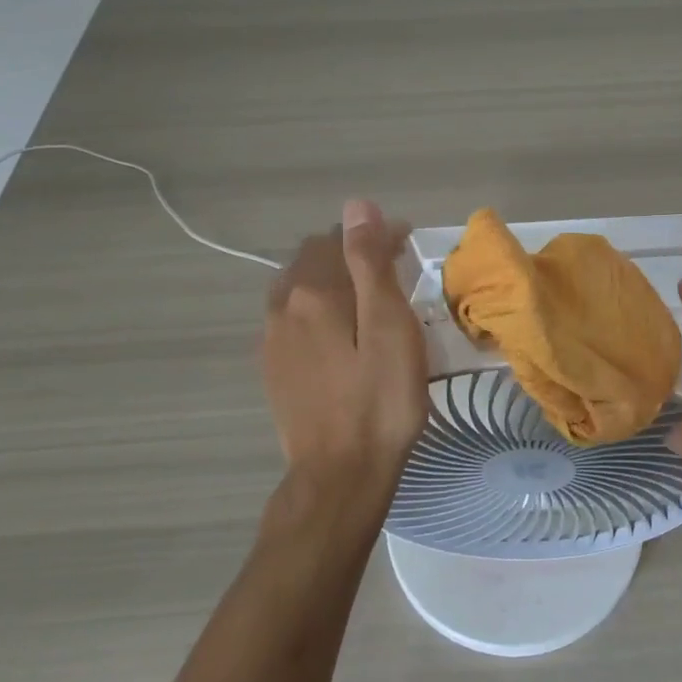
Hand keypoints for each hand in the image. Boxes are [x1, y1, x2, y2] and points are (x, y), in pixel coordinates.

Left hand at [261, 200, 428, 520]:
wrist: (340, 475)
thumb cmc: (380, 401)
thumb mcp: (389, 327)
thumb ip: (370, 263)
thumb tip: (357, 207)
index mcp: (312, 292)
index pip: (342, 239)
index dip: (378, 235)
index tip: (409, 245)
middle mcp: (282, 306)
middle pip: (315, 258)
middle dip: (352, 252)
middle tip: (393, 270)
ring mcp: (272, 339)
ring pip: (299, 287)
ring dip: (331, 279)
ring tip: (366, 298)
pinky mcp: (273, 367)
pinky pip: (292, 317)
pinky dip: (316, 307)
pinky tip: (337, 330)